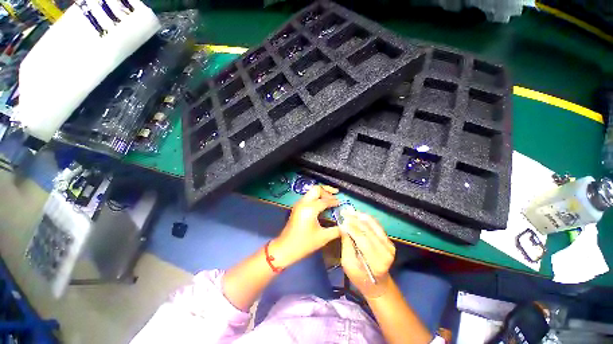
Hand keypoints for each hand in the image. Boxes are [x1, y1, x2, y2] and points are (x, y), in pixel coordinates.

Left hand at [270, 185, 340, 267]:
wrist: (285, 248)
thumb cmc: (304, 244)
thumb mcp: (323, 237)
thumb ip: (336, 230)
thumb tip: (346, 226)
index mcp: (310, 208)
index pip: (325, 200)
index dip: (334, 201)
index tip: (341, 203)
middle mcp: (303, 203)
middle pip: (316, 189)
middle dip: (327, 190)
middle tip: (336, 195)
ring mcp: (299, 204)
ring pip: (311, 191)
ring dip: (321, 193)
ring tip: (331, 198)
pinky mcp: (297, 207)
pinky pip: (308, 197)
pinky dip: (316, 197)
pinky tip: (322, 204)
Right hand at [340, 212, 395, 297]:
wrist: (378, 284)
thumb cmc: (359, 277)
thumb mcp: (348, 263)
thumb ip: (346, 244)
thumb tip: (343, 226)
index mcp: (375, 262)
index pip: (362, 239)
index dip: (351, 227)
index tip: (342, 219)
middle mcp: (385, 252)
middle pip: (368, 230)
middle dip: (355, 219)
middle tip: (344, 212)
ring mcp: (389, 245)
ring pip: (374, 225)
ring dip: (361, 216)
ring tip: (350, 211)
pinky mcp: (389, 241)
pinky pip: (377, 226)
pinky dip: (367, 219)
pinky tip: (358, 215)